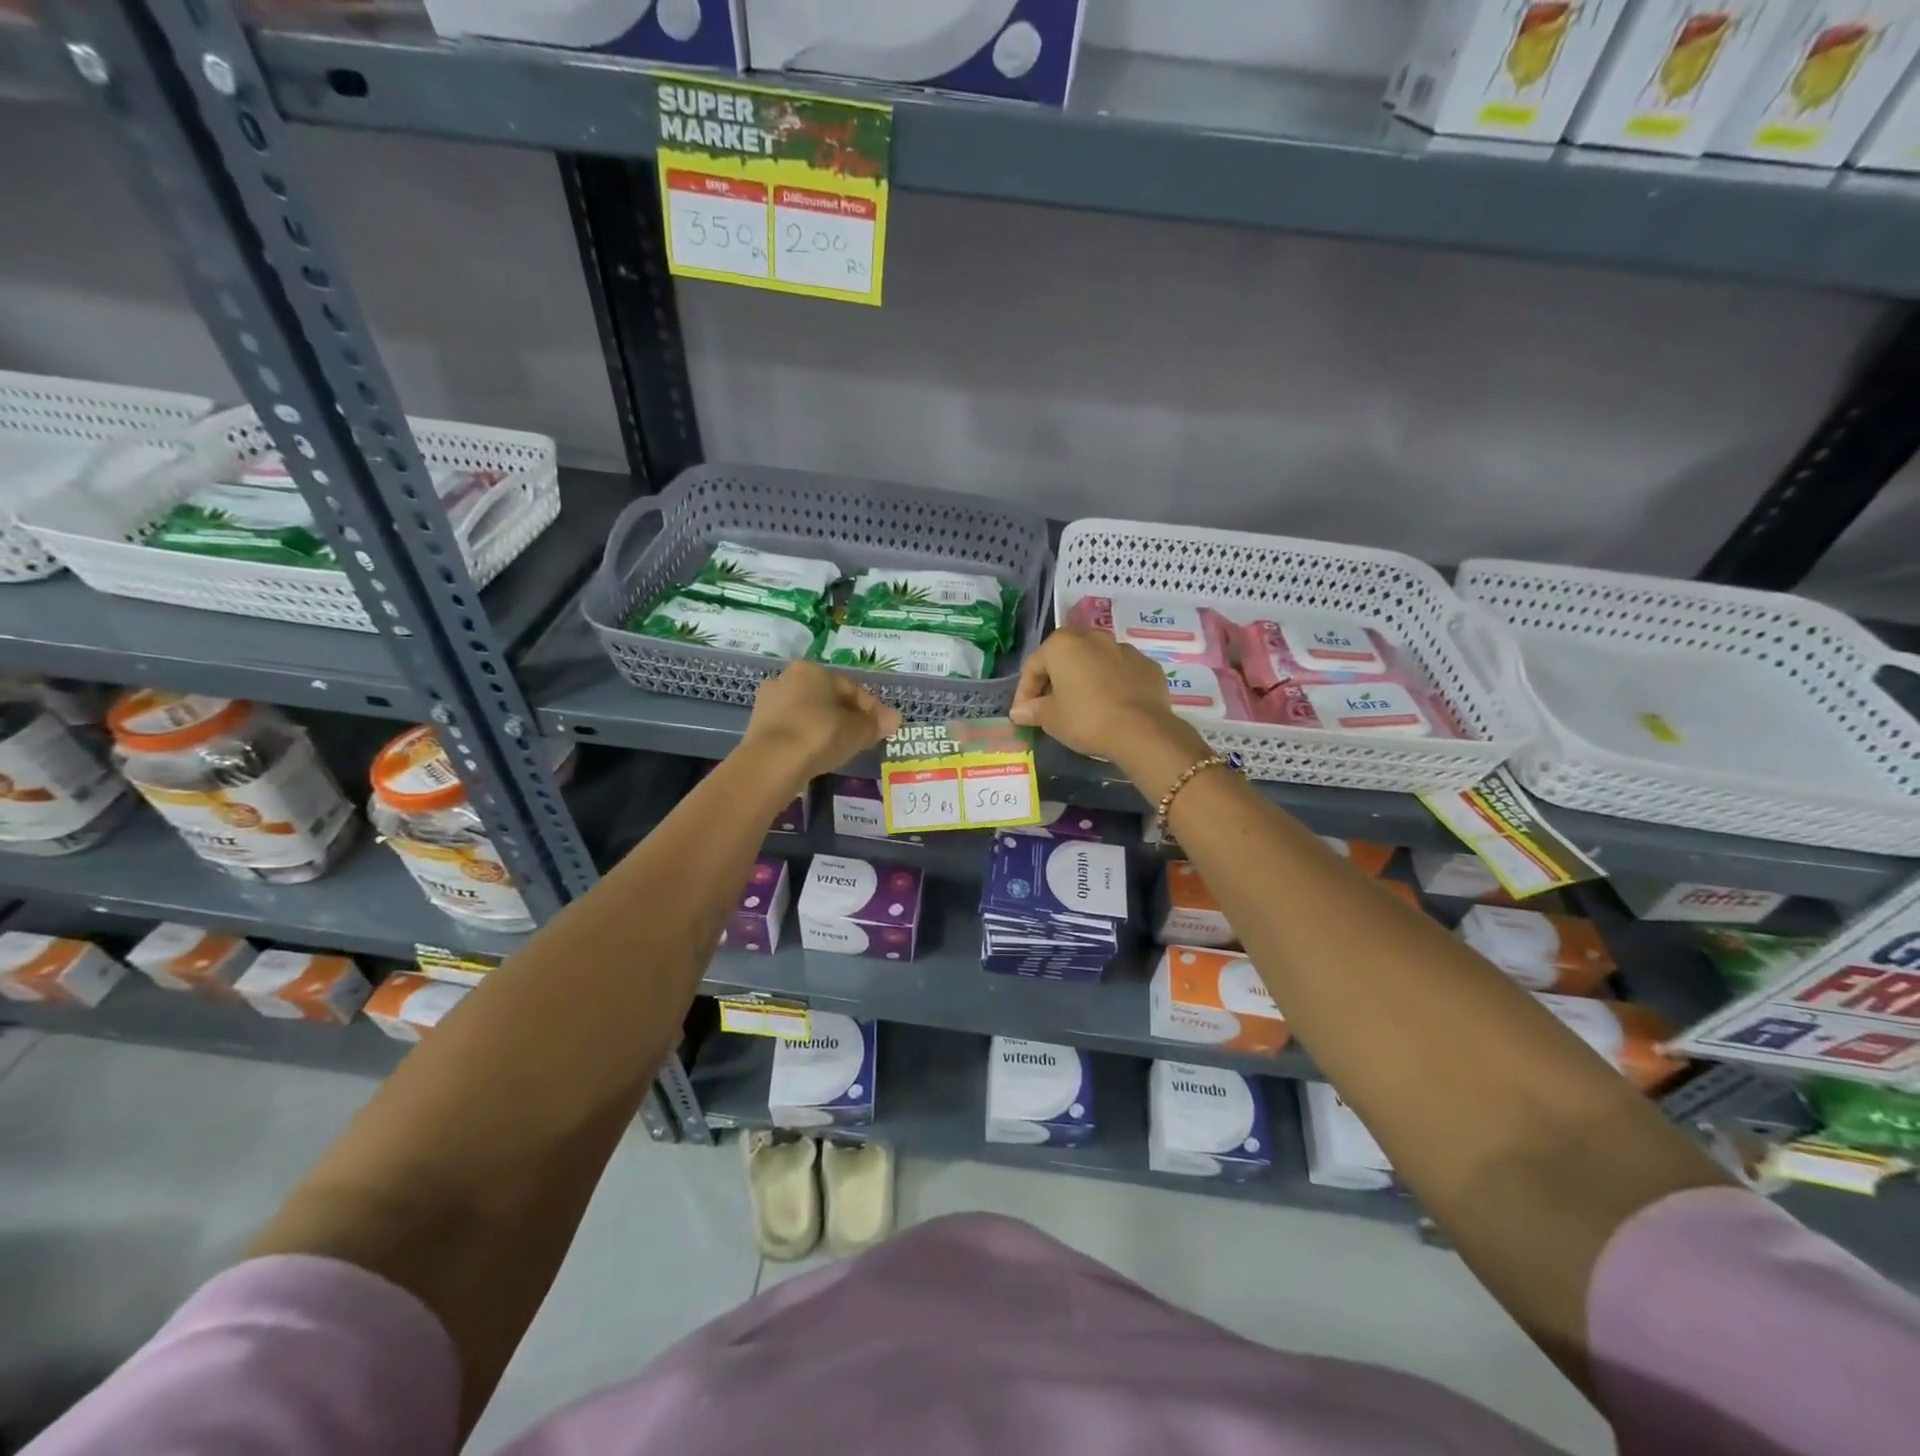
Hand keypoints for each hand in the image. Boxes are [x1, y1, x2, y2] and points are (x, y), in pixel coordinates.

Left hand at [742, 660, 900, 787]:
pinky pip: (792, 730)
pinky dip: (806, 739)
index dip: (870, 709)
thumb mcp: (857, 730)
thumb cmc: (819, 735)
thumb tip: (894, 719)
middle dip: (846, 717)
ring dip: (825, 728)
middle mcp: (786, 678)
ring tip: (841, 750)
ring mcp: (768, 703)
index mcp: (811, 670)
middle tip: (863, 740)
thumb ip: (876, 723)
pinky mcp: (757, 727)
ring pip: (808, 714)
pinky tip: (816, 756)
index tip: (881, 728)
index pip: (849, 688)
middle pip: (827, 700)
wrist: (771, 763)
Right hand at [1010, 628, 1200, 766]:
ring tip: (1083, 707)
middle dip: (1055, 681)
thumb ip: (1033, 710)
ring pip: (1095, 662)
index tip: (1024, 715)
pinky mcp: (1147, 665)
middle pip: (1065, 658)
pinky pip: (1120, 673)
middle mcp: (1093, 637)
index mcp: (1063, 644)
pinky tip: (1111, 707)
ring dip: (1084, 680)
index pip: (1033, 666)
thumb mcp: (1051, 719)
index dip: (1024, 693)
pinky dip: (1112, 685)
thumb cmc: (1085, 719)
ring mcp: (1124, 649)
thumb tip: (1018, 712)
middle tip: (1051, 708)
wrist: (1141, 731)